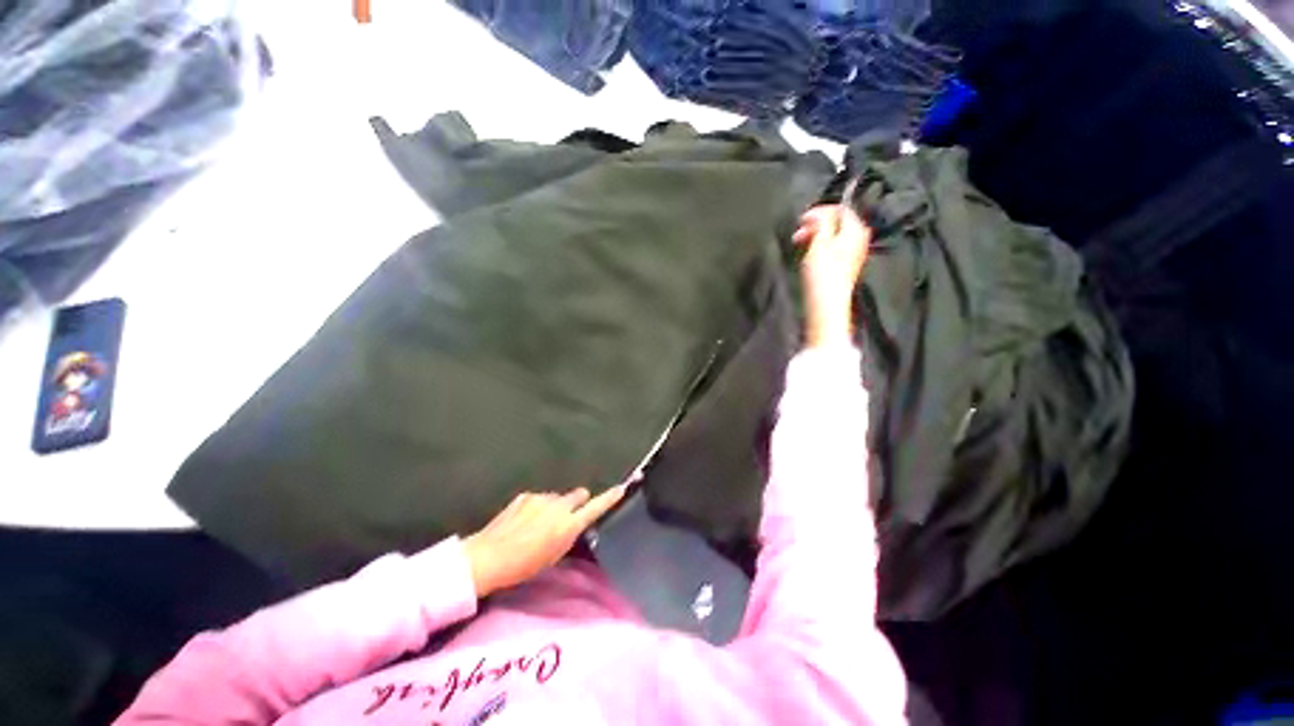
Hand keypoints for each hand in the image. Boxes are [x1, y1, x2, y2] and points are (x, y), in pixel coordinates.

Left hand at [464, 486, 627, 597]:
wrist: (488, 557)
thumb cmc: (523, 566)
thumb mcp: (553, 556)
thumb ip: (568, 536)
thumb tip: (575, 524)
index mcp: (568, 525)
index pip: (596, 507)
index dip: (610, 498)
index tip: (621, 488)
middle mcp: (559, 506)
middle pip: (578, 495)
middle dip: (576, 502)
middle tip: (566, 517)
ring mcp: (542, 498)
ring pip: (557, 497)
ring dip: (554, 506)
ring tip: (537, 524)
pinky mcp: (527, 495)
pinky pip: (540, 498)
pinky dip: (537, 506)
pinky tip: (522, 521)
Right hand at [793, 205, 871, 347]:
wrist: (827, 302)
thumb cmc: (823, 272)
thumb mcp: (819, 241)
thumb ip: (822, 221)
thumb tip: (821, 212)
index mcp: (856, 229)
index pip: (841, 209)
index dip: (819, 211)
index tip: (801, 219)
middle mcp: (860, 238)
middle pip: (838, 223)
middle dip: (817, 225)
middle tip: (798, 233)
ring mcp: (855, 253)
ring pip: (835, 236)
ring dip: (817, 236)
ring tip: (801, 244)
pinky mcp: (847, 265)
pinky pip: (835, 248)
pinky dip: (821, 246)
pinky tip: (810, 255)